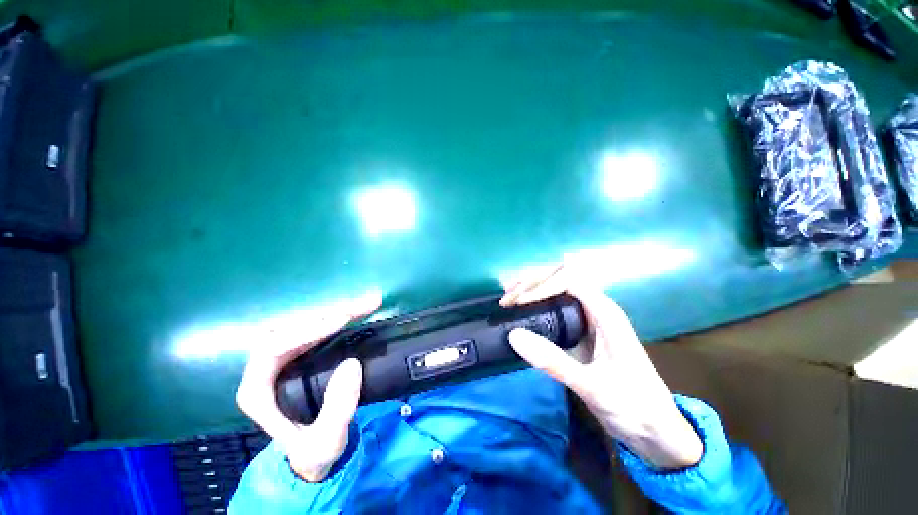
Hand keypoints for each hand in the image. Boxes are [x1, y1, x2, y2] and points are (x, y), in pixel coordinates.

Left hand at [235, 292, 380, 481]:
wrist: (314, 453)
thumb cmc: (313, 451)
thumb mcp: (326, 441)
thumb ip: (337, 410)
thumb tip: (352, 364)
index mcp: (258, 389)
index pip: (272, 347)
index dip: (306, 330)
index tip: (341, 322)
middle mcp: (268, 368)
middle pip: (292, 328)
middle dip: (328, 315)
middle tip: (361, 309)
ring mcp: (287, 358)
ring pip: (307, 324)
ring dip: (338, 312)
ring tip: (368, 304)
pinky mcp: (305, 353)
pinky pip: (320, 328)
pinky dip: (342, 317)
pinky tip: (361, 312)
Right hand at [501, 265, 701, 468]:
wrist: (654, 429)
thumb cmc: (632, 406)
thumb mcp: (592, 387)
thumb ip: (553, 361)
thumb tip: (514, 335)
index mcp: (605, 313)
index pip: (569, 280)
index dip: (541, 286)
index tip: (518, 302)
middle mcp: (596, 308)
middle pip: (560, 278)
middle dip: (531, 282)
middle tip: (507, 296)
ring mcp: (588, 318)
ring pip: (557, 289)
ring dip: (531, 288)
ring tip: (508, 297)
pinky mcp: (580, 331)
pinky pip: (555, 306)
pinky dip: (535, 302)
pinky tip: (521, 309)